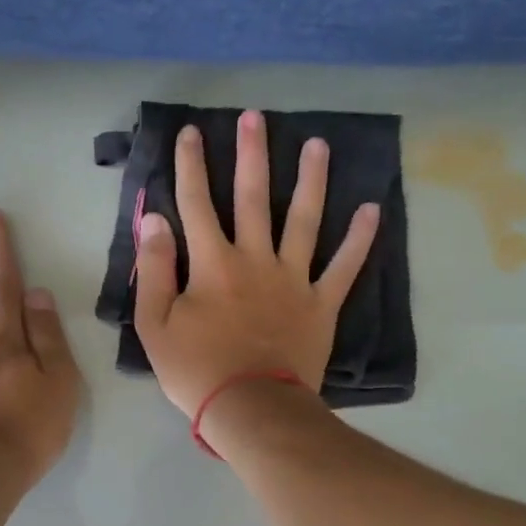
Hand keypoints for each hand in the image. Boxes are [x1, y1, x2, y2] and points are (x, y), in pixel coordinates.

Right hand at [134, 110, 378, 417]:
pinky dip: (359, 240)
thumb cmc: (197, 370)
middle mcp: (256, 259)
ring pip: (304, 220)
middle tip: (255, 117)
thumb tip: (154, 218)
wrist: (252, 409)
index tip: (192, 132)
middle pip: (253, 197)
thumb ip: (156, 268)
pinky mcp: (322, 304)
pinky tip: (371, 209)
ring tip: (318, 145)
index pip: (196, 203)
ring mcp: (294, 280)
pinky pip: (345, 267)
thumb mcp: (156, 325)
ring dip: (311, 180)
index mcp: (213, 264)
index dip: (192, 165)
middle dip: (252, 155)